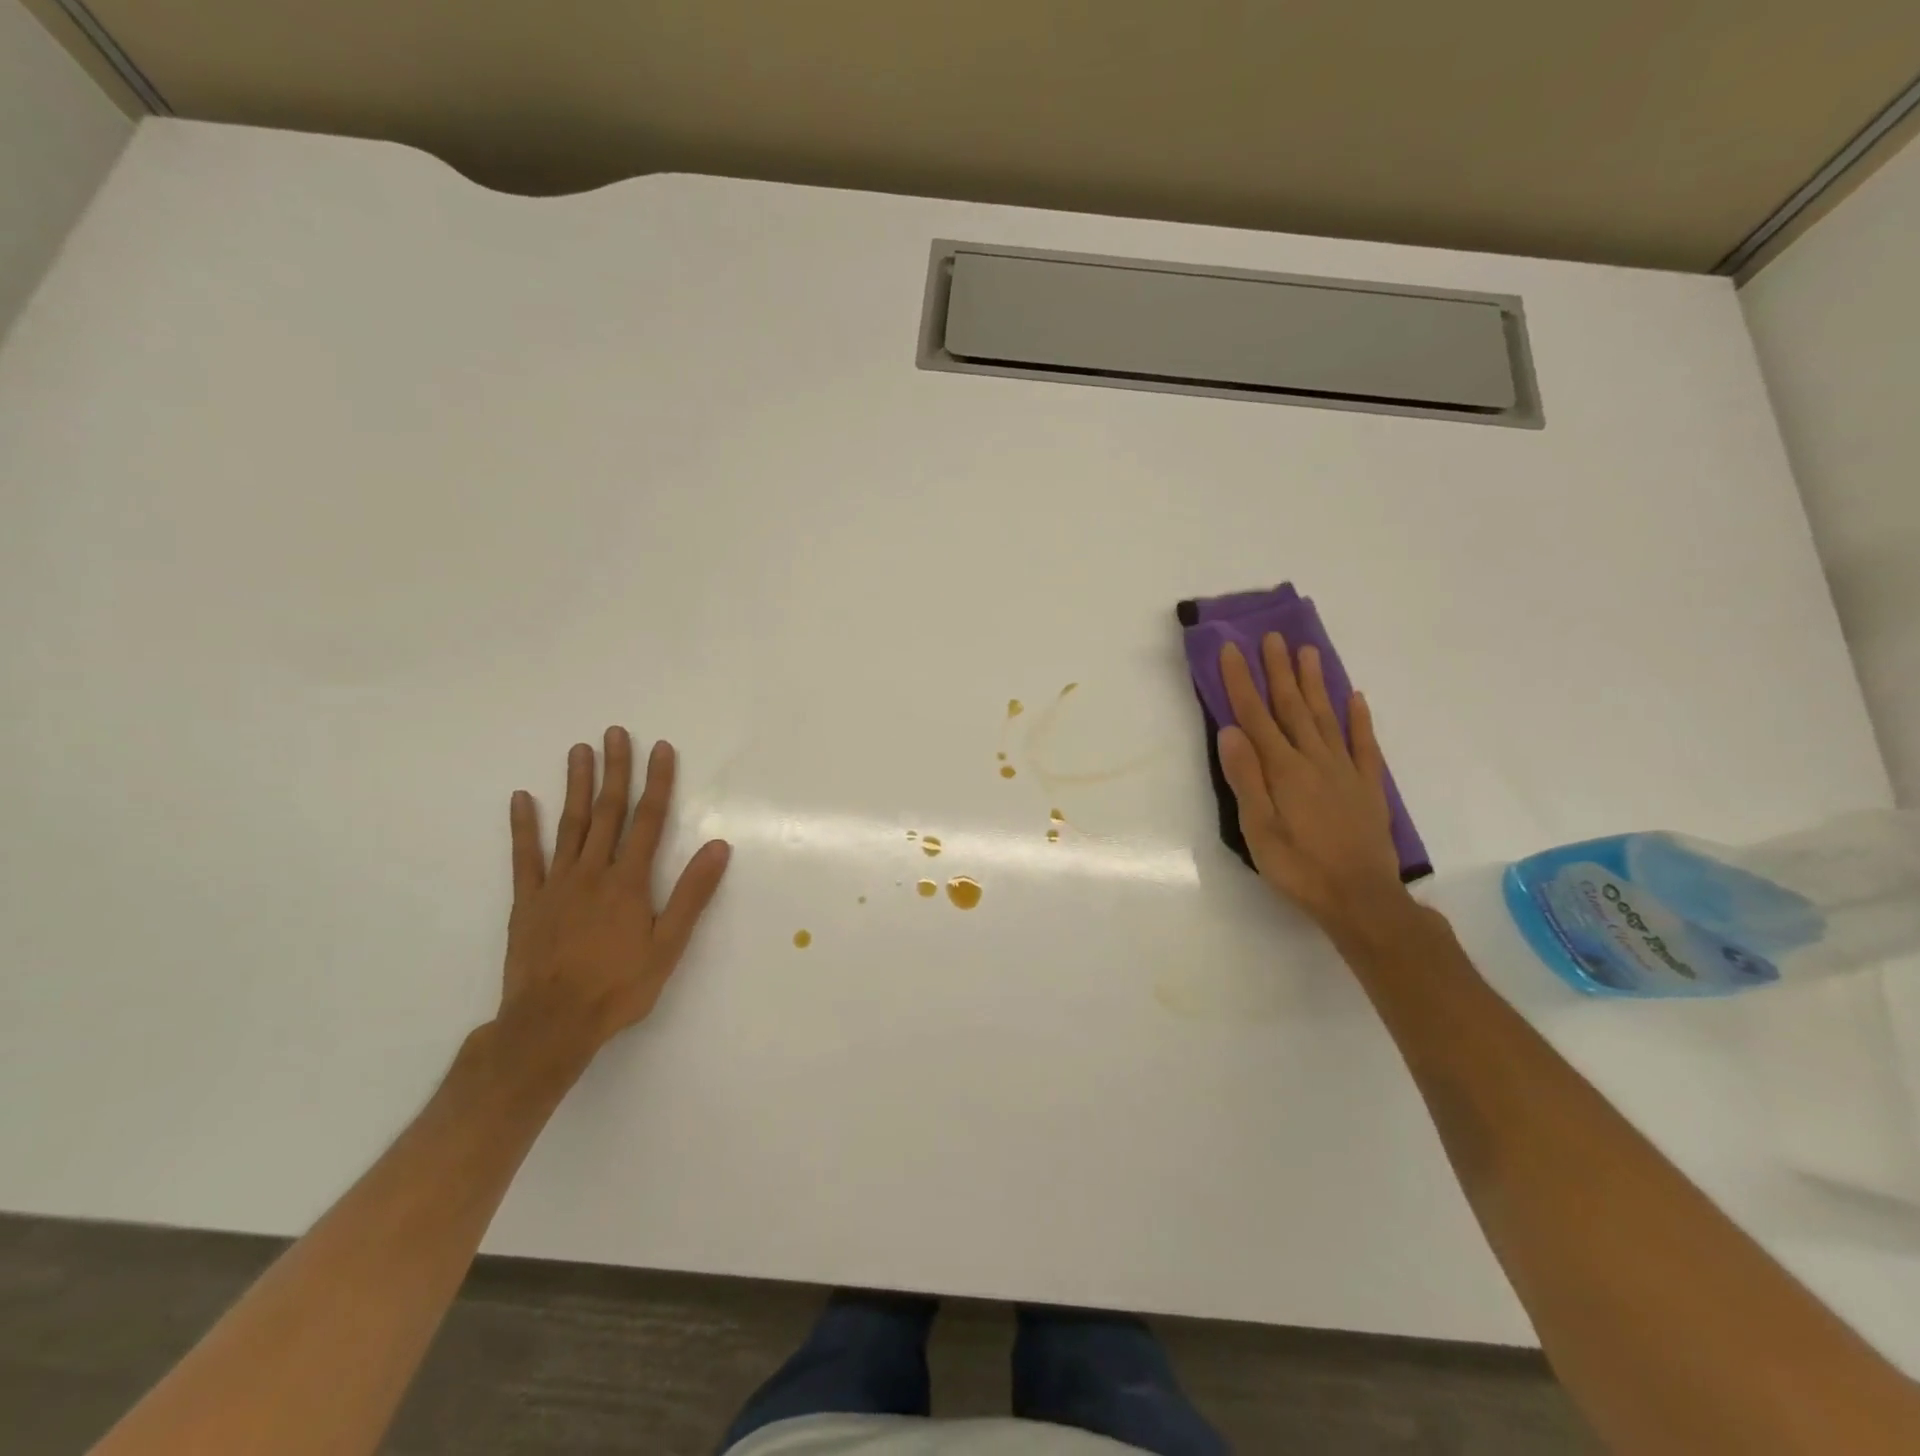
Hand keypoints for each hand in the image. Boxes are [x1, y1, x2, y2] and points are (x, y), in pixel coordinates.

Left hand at [495, 727, 730, 1069]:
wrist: (551, 1024)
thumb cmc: (619, 986)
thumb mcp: (669, 945)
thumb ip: (692, 894)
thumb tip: (719, 847)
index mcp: (629, 881)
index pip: (648, 820)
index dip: (657, 783)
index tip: (660, 748)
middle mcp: (593, 872)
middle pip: (608, 812)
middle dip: (615, 770)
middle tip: (615, 733)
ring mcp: (556, 884)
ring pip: (570, 825)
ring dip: (576, 785)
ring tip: (579, 750)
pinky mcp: (528, 901)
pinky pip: (525, 857)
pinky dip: (524, 827)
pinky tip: (523, 798)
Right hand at [1216, 635, 1409, 938]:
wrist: (1360, 898)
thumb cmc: (1298, 867)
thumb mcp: (1257, 829)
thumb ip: (1245, 778)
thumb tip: (1230, 731)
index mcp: (1283, 770)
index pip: (1256, 716)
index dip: (1242, 682)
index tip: (1232, 650)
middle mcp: (1314, 760)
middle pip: (1292, 707)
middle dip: (1278, 670)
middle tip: (1271, 637)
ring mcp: (1344, 770)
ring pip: (1325, 716)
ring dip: (1314, 683)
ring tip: (1307, 651)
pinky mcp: (1368, 786)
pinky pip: (1363, 744)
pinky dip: (1358, 718)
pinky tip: (1354, 697)